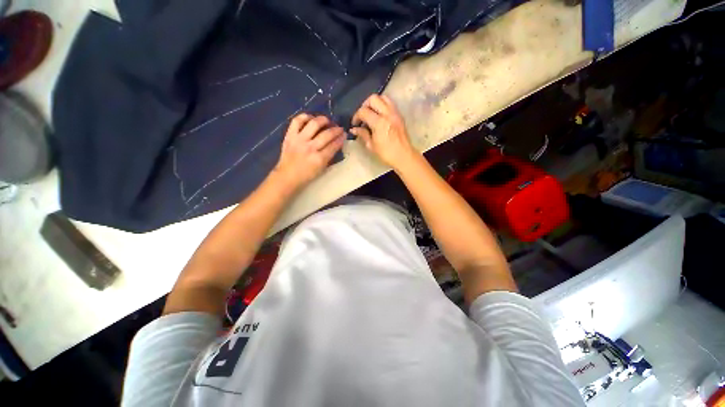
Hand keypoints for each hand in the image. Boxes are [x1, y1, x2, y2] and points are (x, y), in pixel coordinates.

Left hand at [273, 114, 343, 190]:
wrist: (287, 176)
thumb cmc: (307, 175)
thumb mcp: (322, 169)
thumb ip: (329, 156)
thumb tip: (336, 144)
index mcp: (319, 159)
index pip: (334, 145)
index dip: (341, 138)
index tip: (344, 134)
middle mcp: (310, 148)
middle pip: (327, 134)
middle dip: (336, 130)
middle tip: (339, 128)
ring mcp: (299, 140)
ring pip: (314, 124)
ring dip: (323, 120)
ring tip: (327, 120)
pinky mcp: (290, 136)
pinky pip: (297, 121)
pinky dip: (305, 117)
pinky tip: (311, 118)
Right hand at [350, 94, 416, 168]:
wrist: (404, 156)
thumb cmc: (386, 154)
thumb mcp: (371, 145)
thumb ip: (362, 134)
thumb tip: (354, 129)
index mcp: (379, 123)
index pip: (363, 111)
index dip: (356, 116)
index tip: (355, 124)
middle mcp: (387, 114)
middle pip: (373, 98)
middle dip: (364, 105)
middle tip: (362, 116)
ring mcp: (395, 113)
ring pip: (383, 97)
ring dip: (375, 103)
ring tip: (371, 113)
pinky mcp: (400, 115)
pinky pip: (390, 103)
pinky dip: (383, 105)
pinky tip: (379, 116)